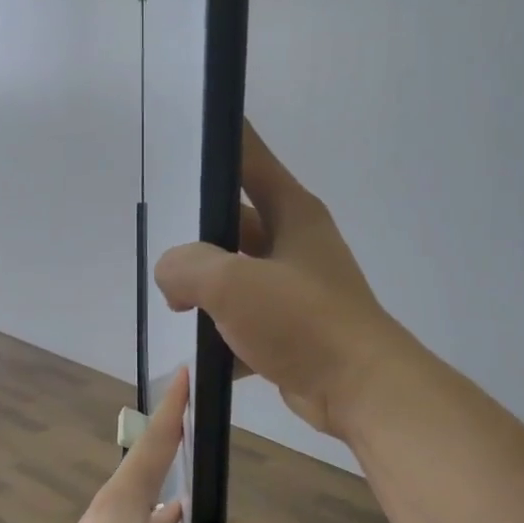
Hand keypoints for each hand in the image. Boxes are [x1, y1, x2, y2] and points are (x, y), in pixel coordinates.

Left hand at [34, 369, 260, 522]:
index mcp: (123, 499)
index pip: (156, 439)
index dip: (175, 407)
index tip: (186, 374)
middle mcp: (108, 516)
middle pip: (147, 473)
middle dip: (174, 455)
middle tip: (200, 440)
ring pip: (145, 516)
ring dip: (171, 508)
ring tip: (198, 506)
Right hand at [155, 122, 407, 439]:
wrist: (360, 389)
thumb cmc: (301, 321)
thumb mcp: (232, 282)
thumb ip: (186, 266)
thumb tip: (172, 277)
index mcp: (292, 213)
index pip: (249, 157)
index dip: (218, 141)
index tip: (183, 132)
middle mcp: (297, 244)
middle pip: (236, 223)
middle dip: (199, 239)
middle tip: (163, 249)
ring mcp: (297, 289)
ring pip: (239, 276)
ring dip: (208, 291)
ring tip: (175, 302)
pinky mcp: (294, 331)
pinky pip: (247, 322)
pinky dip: (225, 335)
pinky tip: (203, 351)